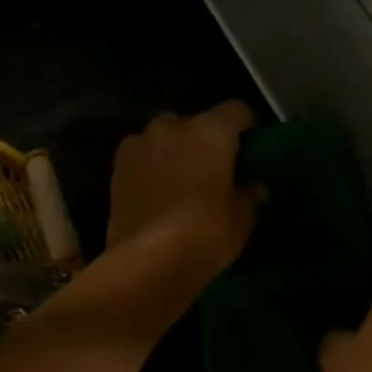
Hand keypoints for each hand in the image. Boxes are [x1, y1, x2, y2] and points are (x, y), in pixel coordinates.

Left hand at [105, 102, 257, 281]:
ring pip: (163, 136)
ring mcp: (140, 143)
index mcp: (211, 131)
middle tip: (213, 168)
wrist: (148, 261)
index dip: (246, 126)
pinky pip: (140, 155)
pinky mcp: (117, 166)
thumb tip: (254, 186)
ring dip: (173, 150)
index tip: (250, 146)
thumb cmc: (205, 234)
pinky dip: (149, 165)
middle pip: (195, 122)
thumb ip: (249, 195)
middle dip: (204, 139)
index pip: (237, 111)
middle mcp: (174, 127)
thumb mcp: (241, 219)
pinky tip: (155, 189)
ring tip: (180, 179)